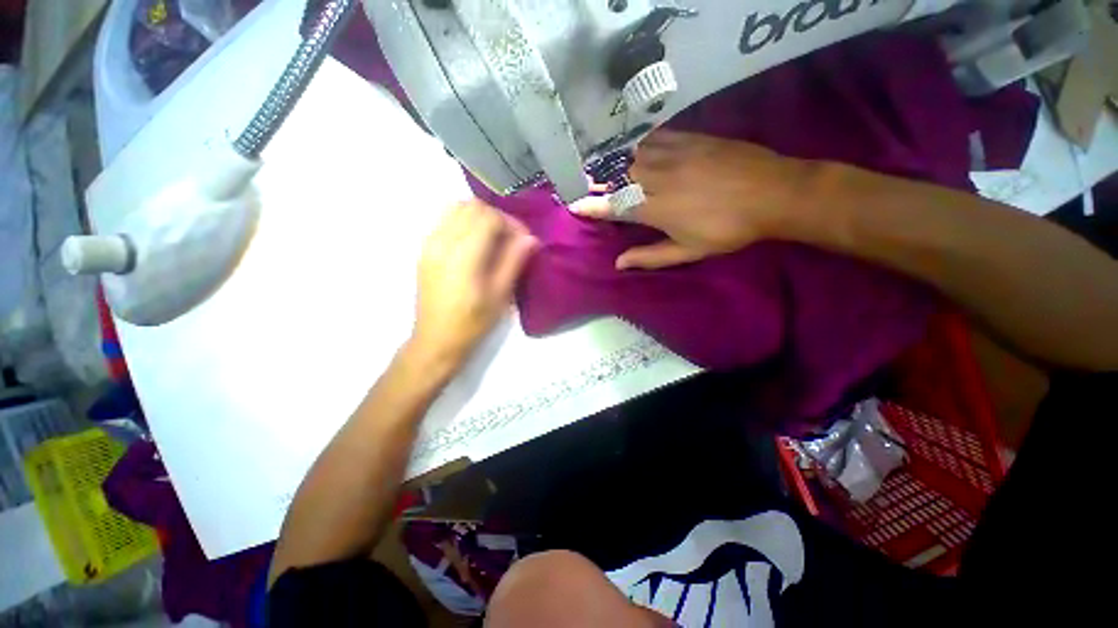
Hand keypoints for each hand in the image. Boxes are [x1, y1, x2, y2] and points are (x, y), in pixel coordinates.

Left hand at [407, 199, 537, 373]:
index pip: (489, 217)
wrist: (436, 341)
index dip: (511, 223)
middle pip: (472, 206)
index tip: (524, 240)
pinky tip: (475, 244)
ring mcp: (429, 244)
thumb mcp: (499, 295)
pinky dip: (464, 222)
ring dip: (479, 217)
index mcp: (463, 255)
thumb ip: (514, 261)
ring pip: (456, 208)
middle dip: (496, 216)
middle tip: (511, 238)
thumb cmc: (472, 323)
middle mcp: (442, 241)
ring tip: (494, 239)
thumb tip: (530, 238)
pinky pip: (445, 220)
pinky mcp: (425, 250)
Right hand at [572, 130, 809, 269]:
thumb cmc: (729, 229)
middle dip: (595, 178)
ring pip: (632, 155)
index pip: (614, 206)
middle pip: (618, 175)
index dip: (592, 206)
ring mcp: (674, 154)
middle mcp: (659, 178)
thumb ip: (651, 257)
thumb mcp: (689, 251)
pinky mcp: (690, 138)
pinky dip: (637, 143)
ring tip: (595, 161)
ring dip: (611, 159)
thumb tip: (619, 263)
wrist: (774, 192)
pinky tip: (629, 144)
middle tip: (578, 178)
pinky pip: (655, 138)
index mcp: (657, 208)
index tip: (574, 204)